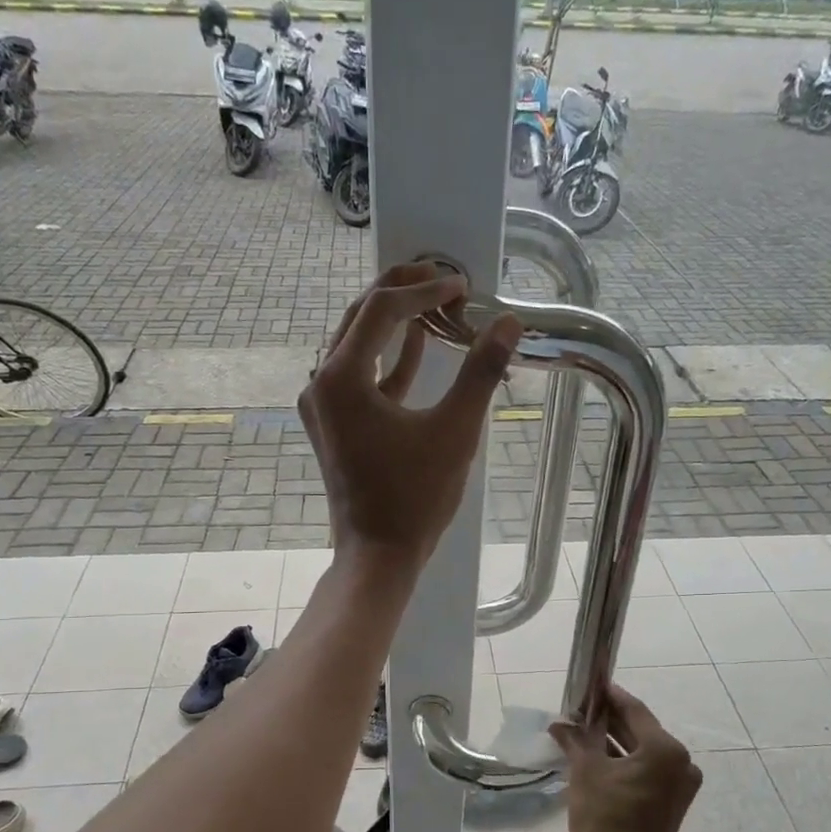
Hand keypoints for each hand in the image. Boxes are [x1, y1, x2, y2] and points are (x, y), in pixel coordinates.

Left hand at [300, 264, 520, 572]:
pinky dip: (388, 359)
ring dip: (395, 323)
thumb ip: (481, 372)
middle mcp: (322, 384)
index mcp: (342, 378)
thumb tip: (509, 323)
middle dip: (401, 291)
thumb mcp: (455, 431)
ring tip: (435, 304)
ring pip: (357, 344)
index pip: (383, 310)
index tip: (461, 286)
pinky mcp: (334, 425)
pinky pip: (360, 377)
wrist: (378, 555)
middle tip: (442, 276)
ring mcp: (323, 406)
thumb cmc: (415, 497)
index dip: (424, 290)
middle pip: (360, 317)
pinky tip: (419, 345)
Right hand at [549, 685, 702, 831]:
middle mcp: (681, 762)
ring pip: (643, 751)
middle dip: (610, 720)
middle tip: (581, 710)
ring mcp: (680, 784)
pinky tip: (598, 756)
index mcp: (665, 749)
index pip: (634, 710)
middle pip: (641, 730)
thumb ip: (576, 740)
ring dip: (615, 742)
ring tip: (584, 731)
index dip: (610, 696)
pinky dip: (625, 762)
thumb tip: (559, 724)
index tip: (591, 685)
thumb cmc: (604, 816)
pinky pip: (648, 770)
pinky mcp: (673, 801)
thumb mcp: (585, 772)